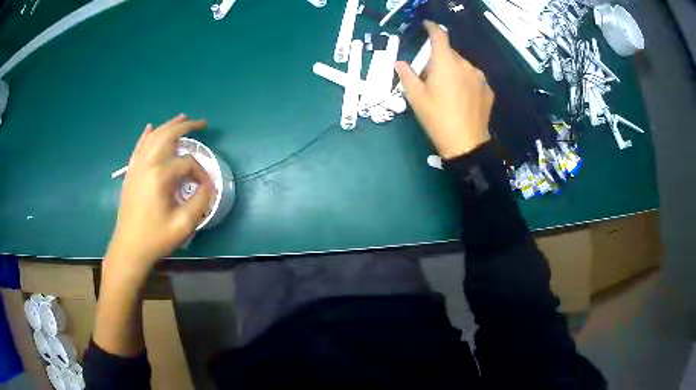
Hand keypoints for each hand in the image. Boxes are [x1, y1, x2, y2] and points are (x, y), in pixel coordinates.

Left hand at [105, 114, 213, 279]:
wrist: (129, 248)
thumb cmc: (156, 238)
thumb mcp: (183, 225)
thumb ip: (200, 202)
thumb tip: (208, 187)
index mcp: (160, 176)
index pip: (187, 163)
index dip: (201, 173)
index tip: (207, 188)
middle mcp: (147, 164)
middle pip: (168, 136)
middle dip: (186, 127)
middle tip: (201, 123)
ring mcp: (136, 167)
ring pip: (153, 137)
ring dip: (168, 125)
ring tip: (182, 118)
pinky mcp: (130, 173)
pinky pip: (138, 147)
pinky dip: (146, 135)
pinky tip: (150, 127)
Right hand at [395, 21, 493, 158]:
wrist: (466, 143)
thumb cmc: (437, 118)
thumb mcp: (416, 98)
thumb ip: (407, 75)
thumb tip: (400, 63)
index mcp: (445, 63)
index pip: (439, 36)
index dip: (432, 28)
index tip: (427, 25)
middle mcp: (465, 65)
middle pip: (450, 53)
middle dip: (439, 59)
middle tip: (430, 78)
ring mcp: (479, 77)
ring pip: (462, 66)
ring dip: (453, 70)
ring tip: (448, 91)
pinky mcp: (488, 89)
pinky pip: (473, 78)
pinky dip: (465, 81)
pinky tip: (461, 98)